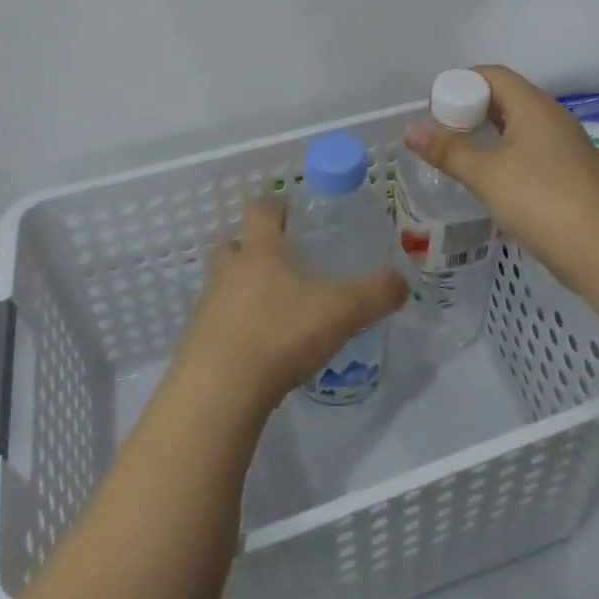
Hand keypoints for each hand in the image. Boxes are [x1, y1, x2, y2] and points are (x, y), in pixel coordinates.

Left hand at [175, 198, 407, 413]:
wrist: (219, 392)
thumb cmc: (279, 333)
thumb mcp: (341, 311)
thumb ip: (375, 293)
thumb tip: (401, 281)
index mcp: (259, 251)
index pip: (260, 209)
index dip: (276, 206)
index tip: (293, 215)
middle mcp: (227, 271)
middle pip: (232, 244)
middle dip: (253, 248)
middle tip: (283, 264)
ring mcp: (207, 307)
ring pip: (223, 285)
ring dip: (242, 290)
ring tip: (275, 311)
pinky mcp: (197, 344)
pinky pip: (217, 324)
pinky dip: (236, 328)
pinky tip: (260, 351)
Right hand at [405, 64, 598, 290]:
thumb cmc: (541, 202)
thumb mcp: (486, 175)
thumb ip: (447, 149)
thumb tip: (411, 129)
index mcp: (533, 106)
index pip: (491, 75)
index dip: (459, 84)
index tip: (434, 111)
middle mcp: (552, 117)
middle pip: (504, 98)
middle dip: (469, 111)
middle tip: (441, 136)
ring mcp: (565, 145)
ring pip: (517, 126)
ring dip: (486, 136)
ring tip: (458, 158)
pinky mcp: (570, 172)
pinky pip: (530, 149)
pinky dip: (505, 155)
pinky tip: (490, 181)